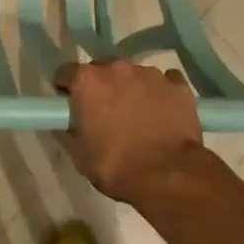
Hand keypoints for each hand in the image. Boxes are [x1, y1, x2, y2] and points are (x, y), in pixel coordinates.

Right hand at [56, 59, 207, 205]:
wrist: (169, 176)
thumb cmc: (116, 166)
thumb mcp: (79, 155)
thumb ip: (67, 131)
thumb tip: (65, 122)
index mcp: (87, 80)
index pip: (66, 73)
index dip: (67, 90)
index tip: (72, 108)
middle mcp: (116, 67)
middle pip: (101, 71)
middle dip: (101, 88)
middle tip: (106, 116)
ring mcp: (149, 73)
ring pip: (133, 76)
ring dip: (130, 90)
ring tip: (139, 118)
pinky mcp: (177, 85)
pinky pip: (164, 82)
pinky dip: (160, 94)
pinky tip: (163, 114)